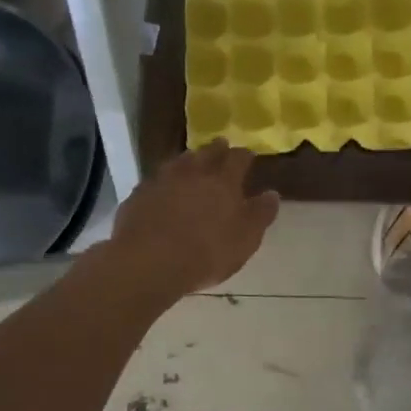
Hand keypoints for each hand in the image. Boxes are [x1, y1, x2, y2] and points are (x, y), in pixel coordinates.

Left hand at [107, 141, 279, 296]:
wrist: (147, 263)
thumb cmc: (205, 253)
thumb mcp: (245, 240)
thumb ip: (260, 215)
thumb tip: (272, 194)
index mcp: (223, 181)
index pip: (238, 158)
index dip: (245, 155)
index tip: (249, 155)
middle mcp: (193, 173)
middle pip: (207, 152)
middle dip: (217, 149)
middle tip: (221, 147)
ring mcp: (162, 180)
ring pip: (179, 161)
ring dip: (189, 160)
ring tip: (193, 163)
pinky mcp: (138, 194)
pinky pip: (156, 180)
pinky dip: (164, 181)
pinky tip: (163, 189)